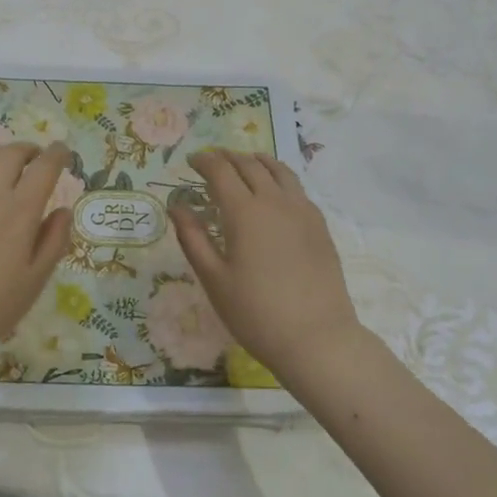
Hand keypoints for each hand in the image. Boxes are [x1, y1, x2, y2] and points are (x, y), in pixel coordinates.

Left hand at [0, 143, 74, 374]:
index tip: (63, 152)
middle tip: (35, 158)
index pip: (44, 167)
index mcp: (20, 210)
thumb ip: (53, 242)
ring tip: (2, 161)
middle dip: (29, 150)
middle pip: (12, 153)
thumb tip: (63, 211)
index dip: (57, 154)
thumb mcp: (34, 281)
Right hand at [169, 150, 362, 382]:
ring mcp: (303, 211)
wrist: (316, 338)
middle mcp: (275, 201)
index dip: (204, 161)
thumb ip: (193, 238)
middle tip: (212, 161)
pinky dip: (279, 178)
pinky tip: (275, 192)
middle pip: (250, 165)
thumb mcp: (214, 279)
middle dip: (228, 158)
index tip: (191, 161)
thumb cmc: (255, 313)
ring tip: (245, 163)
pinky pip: (296, 188)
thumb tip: (176, 206)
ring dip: (257, 162)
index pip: (221, 171)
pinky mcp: (320, 225)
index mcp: (245, 212)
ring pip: (279, 171)